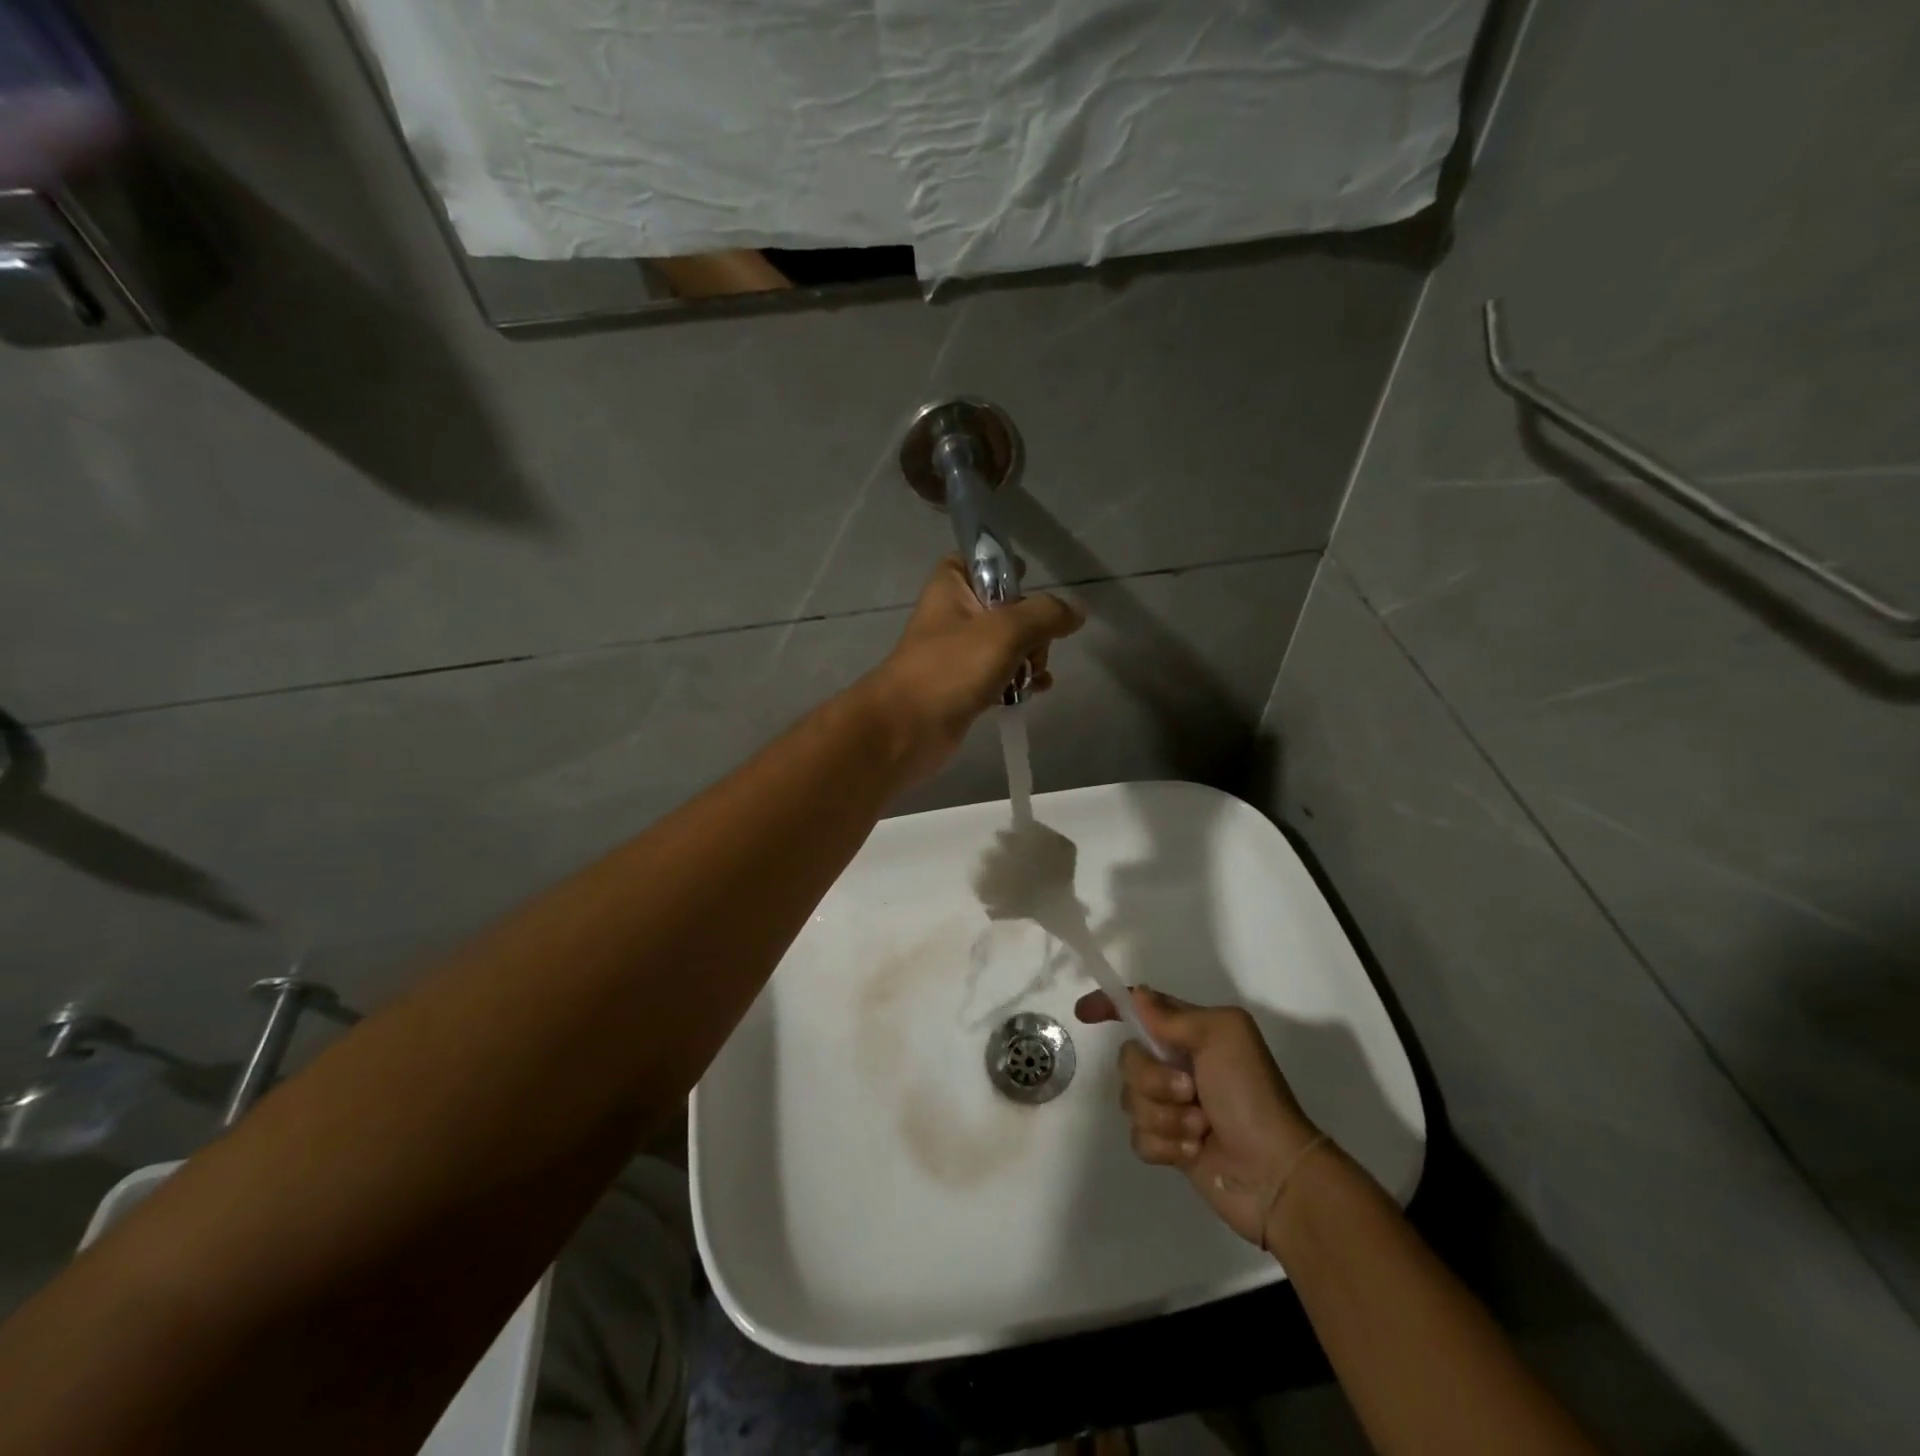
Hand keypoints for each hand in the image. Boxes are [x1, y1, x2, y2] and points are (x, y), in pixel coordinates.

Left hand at [858, 558, 1083, 785]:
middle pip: (1005, 607)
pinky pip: (1000, 675)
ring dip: (1030, 657)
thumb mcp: (1006, 630)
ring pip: (1007, 644)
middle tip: (1035, 648)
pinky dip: (1019, 681)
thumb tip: (1076, 612)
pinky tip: (1035, 691)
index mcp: (951, 587)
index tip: (1030, 585)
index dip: (1005, 569)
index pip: (977, 560)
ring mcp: (958, 654)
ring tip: (1036, 675)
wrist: (908, 728)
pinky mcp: (964, 687)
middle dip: (1032, 627)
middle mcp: (953, 616)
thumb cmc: (952, 668)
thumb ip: (1046, 615)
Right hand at [1076, 987, 1322, 1246]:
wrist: (1275, 1173)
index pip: (1141, 1009)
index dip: (1110, 1006)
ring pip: (1130, 1100)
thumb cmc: (1251, 1095)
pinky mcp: (1168, 1145)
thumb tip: (1137, 997)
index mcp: (1191, 1033)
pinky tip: (1193, 1153)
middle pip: (1128, 1057)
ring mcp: (1171, 1106)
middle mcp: (1177, 1064)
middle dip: (1153, 1078)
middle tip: (1190, 1092)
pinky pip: (1138, 1137)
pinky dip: (1165, 1146)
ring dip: (1165, 1117)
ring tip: (1200, 1129)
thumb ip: (1174, 1016)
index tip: (1084, 1013)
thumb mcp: (1223, 1036)